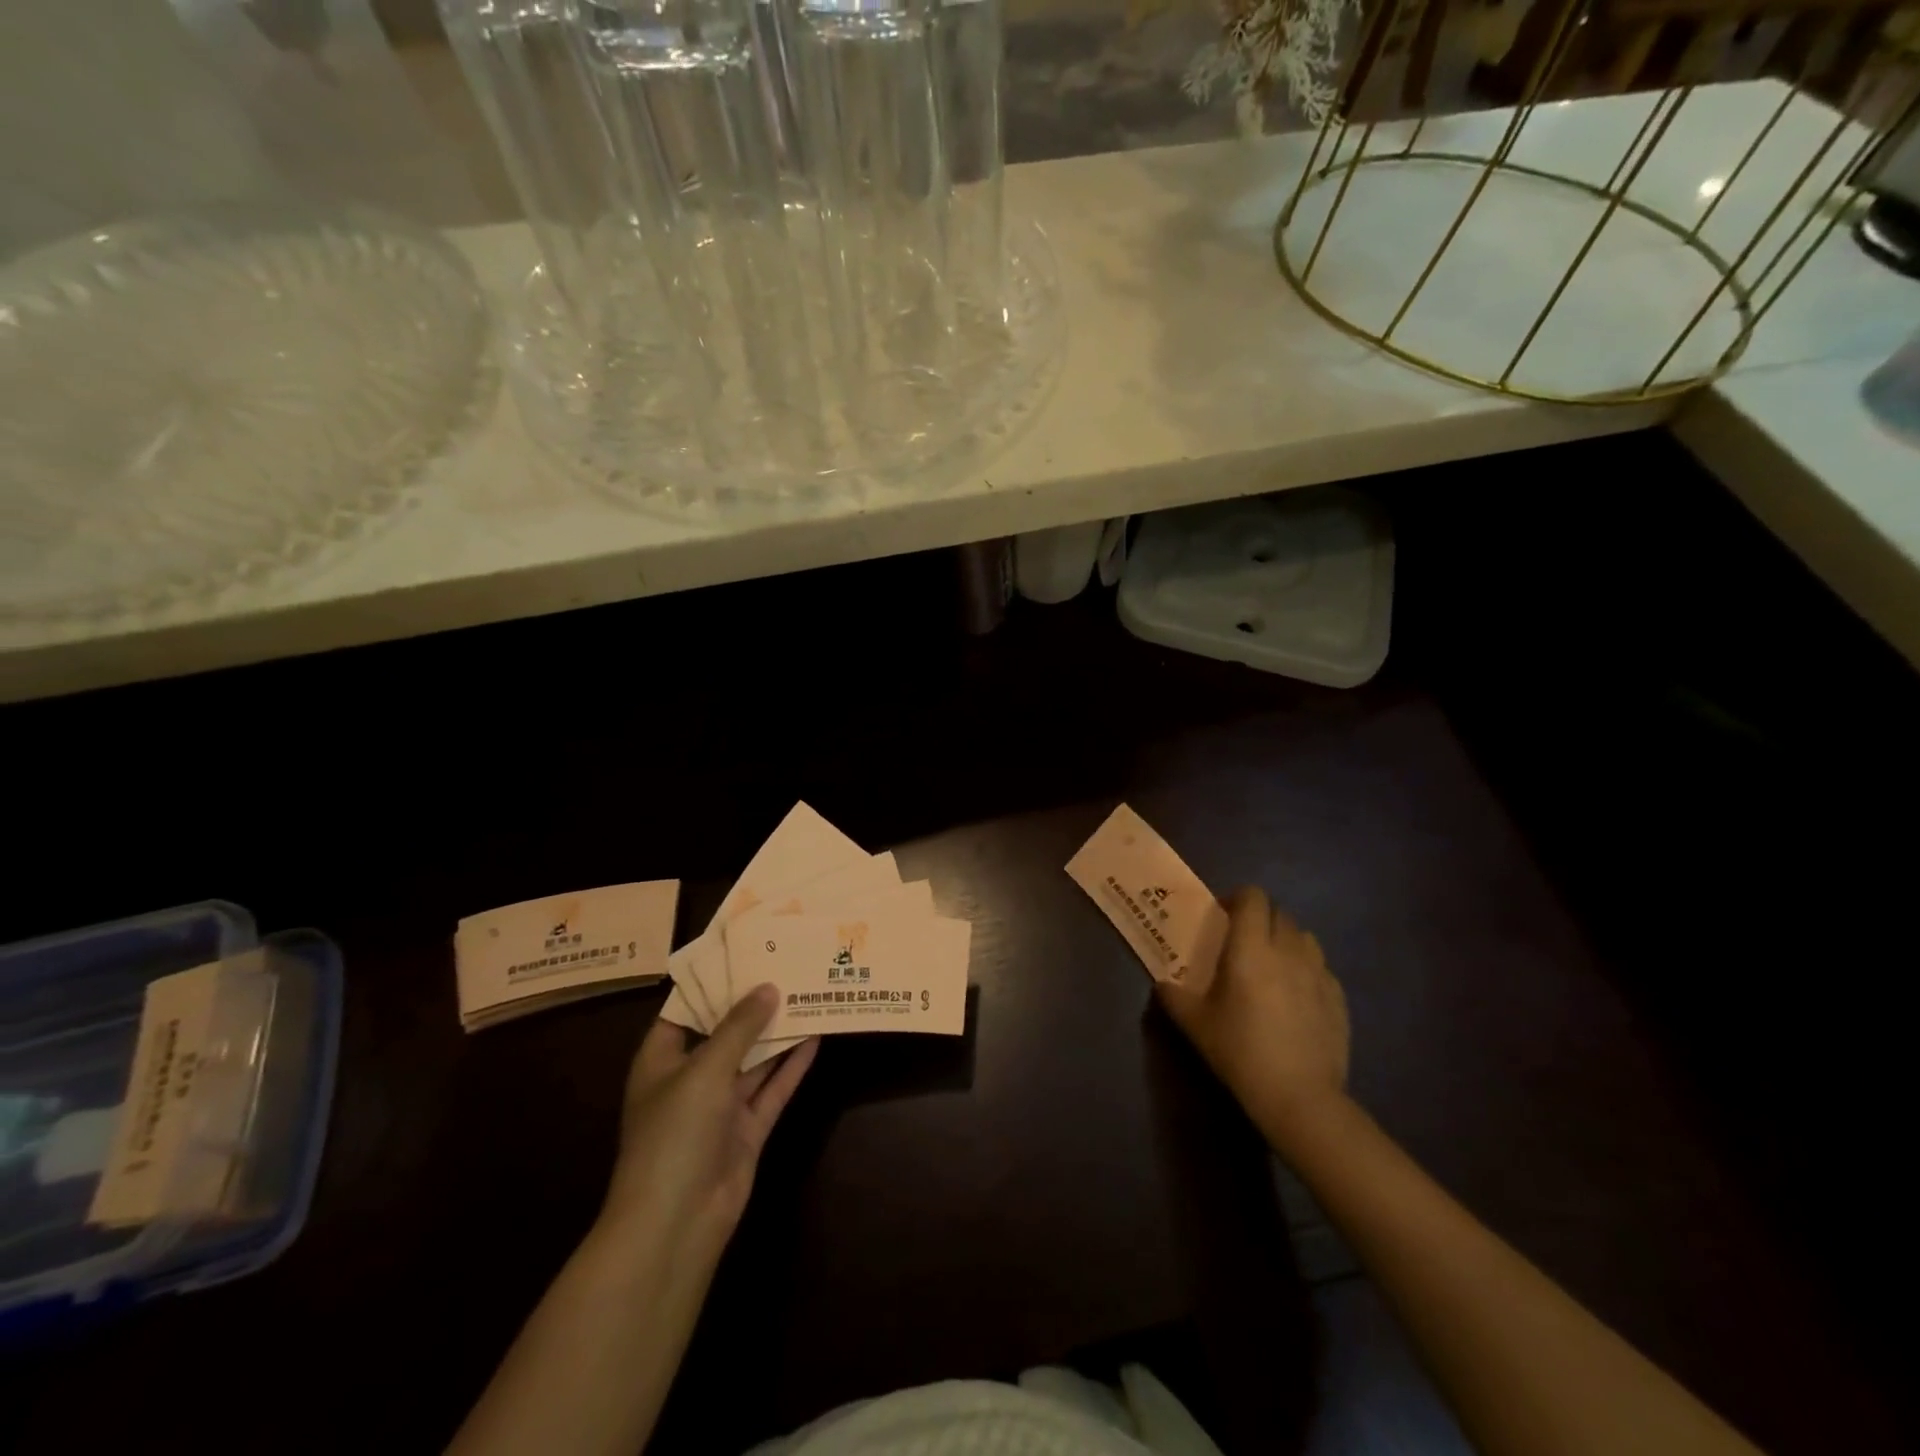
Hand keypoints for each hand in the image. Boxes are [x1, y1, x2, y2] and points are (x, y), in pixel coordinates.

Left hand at [600, 985, 817, 1274]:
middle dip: (753, 1005)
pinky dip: (792, 1065)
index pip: (685, 1010)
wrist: (675, 1223)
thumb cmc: (674, 1134)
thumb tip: (768, 987)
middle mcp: (690, 1079)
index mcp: (662, 1060)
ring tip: (808, 992)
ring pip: (754, 1060)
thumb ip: (739, 1028)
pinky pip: (772, 1089)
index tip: (746, 952)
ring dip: (777, 1032)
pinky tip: (816, 1036)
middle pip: (725, 1033)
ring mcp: (720, 1107)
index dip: (713, 983)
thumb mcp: (704, 1070)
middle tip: (787, 965)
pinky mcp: (747, 1129)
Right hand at [1157, 886, 1349, 1147]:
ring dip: (1286, 940)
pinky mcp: (1339, 999)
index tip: (1222, 914)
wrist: (1300, 1098)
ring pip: (1305, 937)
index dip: (1237, 898)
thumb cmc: (1240, 1051)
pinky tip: (1295, 996)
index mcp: (1251, 948)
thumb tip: (1162, 983)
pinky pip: (1321, 968)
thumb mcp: (1195, 1024)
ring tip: (1272, 964)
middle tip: (1241, 941)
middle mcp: (1289, 951)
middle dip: (1260, 918)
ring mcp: (1319, 974)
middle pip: (1279, 913)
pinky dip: (1306, 969)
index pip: (1252, 897)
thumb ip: (1174, 996)